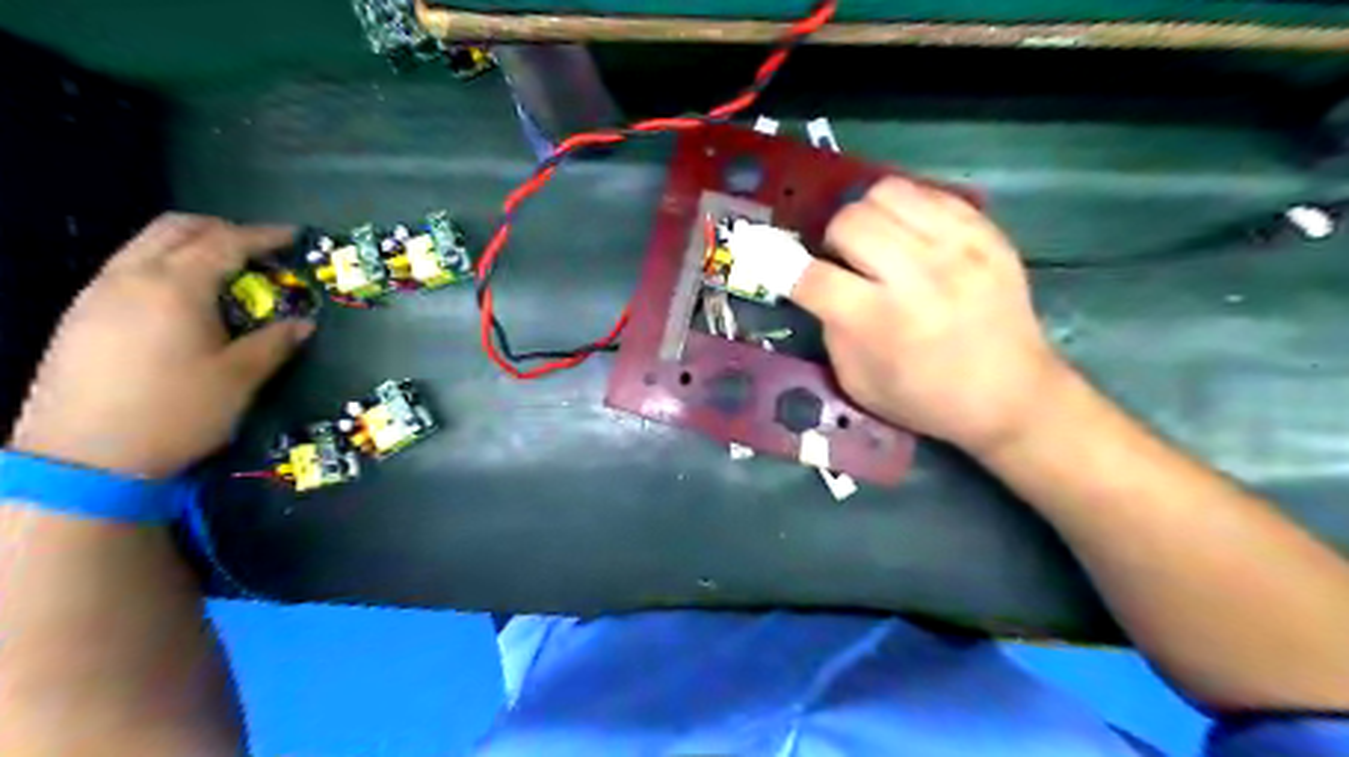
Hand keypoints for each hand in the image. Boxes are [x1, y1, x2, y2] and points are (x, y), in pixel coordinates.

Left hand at [6, 214, 312, 474]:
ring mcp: (97, 295)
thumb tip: (303, 323)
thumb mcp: (240, 378)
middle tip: (258, 248)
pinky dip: (163, 266)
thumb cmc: (176, 411)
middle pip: (176, 229)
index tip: (294, 235)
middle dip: (221, 229)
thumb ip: (274, 343)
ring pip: (145, 245)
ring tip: (225, 271)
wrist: (83, 458)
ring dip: (189, 245)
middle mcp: (131, 278)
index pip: (225, 242)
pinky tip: (183, 299)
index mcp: (175, 287)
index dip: (263, 236)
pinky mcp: (80, 317)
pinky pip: (127, 269)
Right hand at [794, 178, 1071, 454]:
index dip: (785, 269)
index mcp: (879, 323)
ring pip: (885, 193)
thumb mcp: (858, 384)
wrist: (1013, 395)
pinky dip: (906, 210)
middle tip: (844, 262)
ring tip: (878, 242)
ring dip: (867, 216)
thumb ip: (831, 331)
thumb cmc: (927, 400)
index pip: (811, 277)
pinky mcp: (986, 233)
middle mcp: (917, 277)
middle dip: (832, 241)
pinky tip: (911, 236)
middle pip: (848, 222)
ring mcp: (957, 248)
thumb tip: (816, 286)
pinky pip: (927, 193)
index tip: (783, 269)